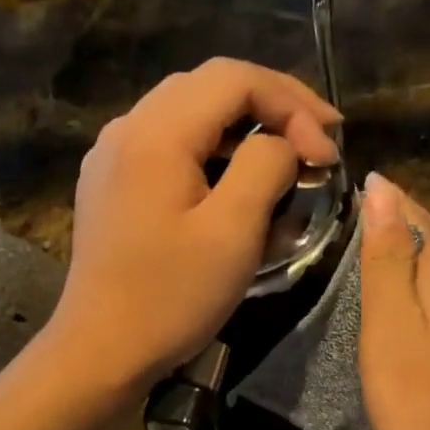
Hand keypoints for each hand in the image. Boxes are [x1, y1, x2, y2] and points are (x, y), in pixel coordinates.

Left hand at [50, 58, 340, 390]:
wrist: (101, 351)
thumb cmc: (170, 297)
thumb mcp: (232, 232)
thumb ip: (265, 167)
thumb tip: (281, 144)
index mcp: (155, 133)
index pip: (234, 78)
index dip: (292, 103)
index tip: (328, 151)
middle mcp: (127, 128)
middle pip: (210, 86)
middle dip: (273, 105)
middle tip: (319, 141)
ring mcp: (113, 155)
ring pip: (190, 112)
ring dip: (245, 126)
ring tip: (288, 156)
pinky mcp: (113, 182)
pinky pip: (170, 143)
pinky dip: (213, 149)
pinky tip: (236, 177)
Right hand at [358, 174, 429, 429]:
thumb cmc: (422, 401)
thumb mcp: (392, 326)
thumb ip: (389, 259)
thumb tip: (385, 190)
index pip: (420, 218)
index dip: (392, 199)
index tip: (361, 181)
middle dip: (408, 217)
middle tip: (369, 206)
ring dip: (422, 248)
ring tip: (388, 243)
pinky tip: (423, 300)